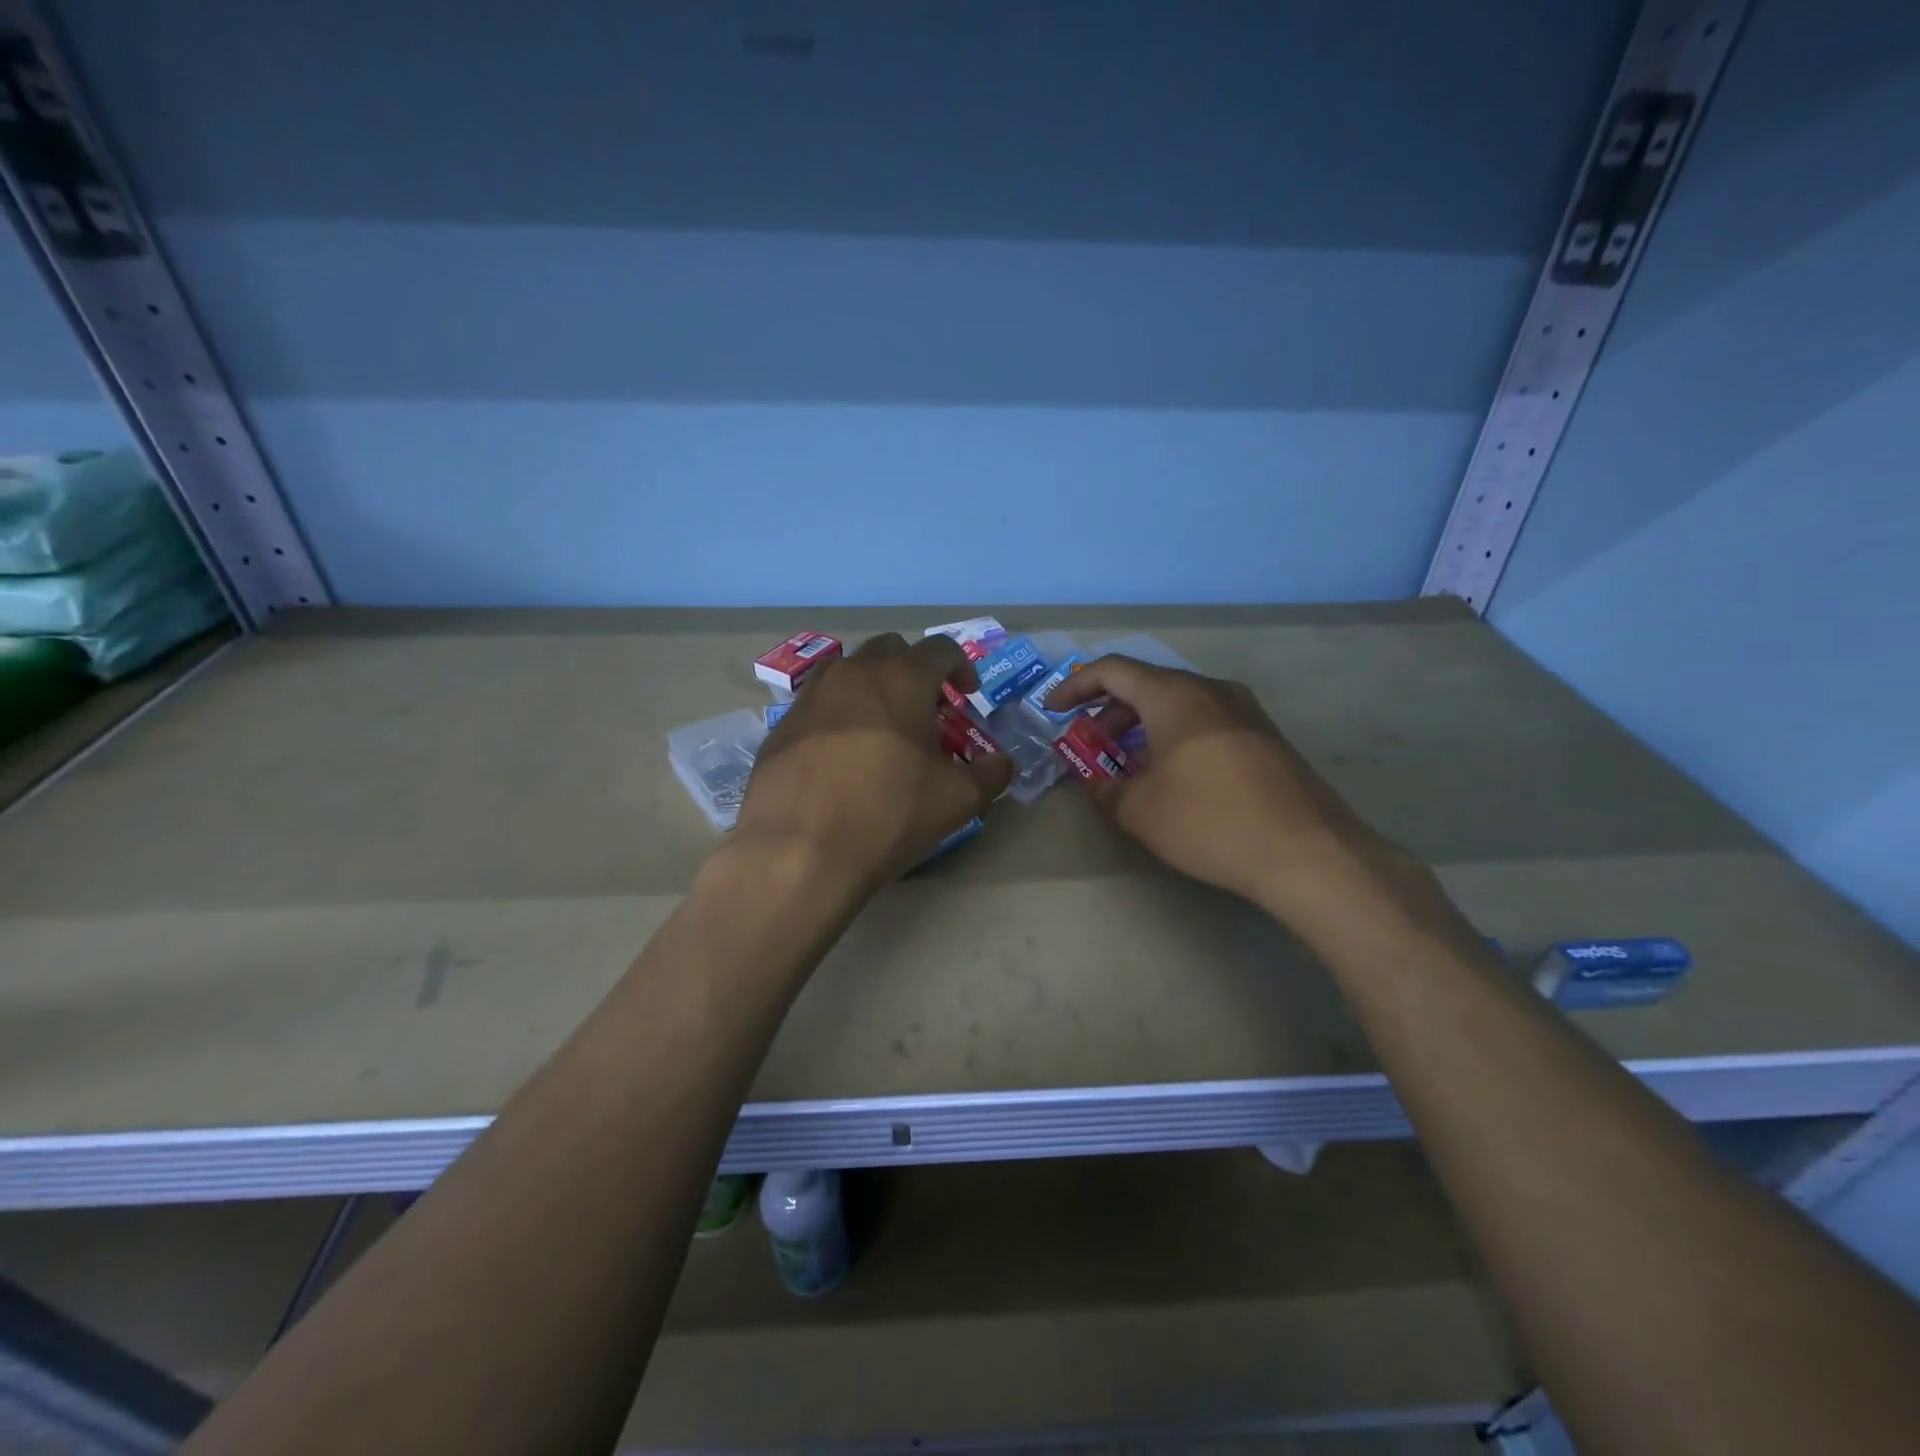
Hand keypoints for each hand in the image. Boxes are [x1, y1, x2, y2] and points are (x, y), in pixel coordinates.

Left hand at [735, 633, 1012, 895]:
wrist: (799, 852)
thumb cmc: (888, 815)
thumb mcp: (958, 799)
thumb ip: (990, 773)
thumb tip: (1003, 762)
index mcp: (901, 679)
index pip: (941, 649)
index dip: (962, 667)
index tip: (968, 695)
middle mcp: (852, 673)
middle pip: (890, 649)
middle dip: (914, 670)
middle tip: (926, 710)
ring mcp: (810, 696)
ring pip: (847, 670)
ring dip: (872, 686)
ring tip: (881, 727)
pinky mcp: (780, 726)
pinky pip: (817, 704)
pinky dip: (837, 714)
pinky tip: (841, 756)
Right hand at [1047, 656, 1402, 910]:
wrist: (1308, 853)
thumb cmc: (1209, 821)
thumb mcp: (1139, 811)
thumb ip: (1104, 789)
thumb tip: (1096, 782)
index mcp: (1174, 695)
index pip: (1113, 670)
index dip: (1075, 688)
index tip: (1052, 712)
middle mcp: (1211, 690)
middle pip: (1147, 685)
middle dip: (1109, 713)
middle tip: (1089, 746)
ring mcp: (1245, 711)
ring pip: (1179, 704)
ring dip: (1143, 728)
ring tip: (1127, 767)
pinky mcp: (1266, 737)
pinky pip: (1206, 722)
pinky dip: (1175, 737)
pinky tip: (1173, 778)